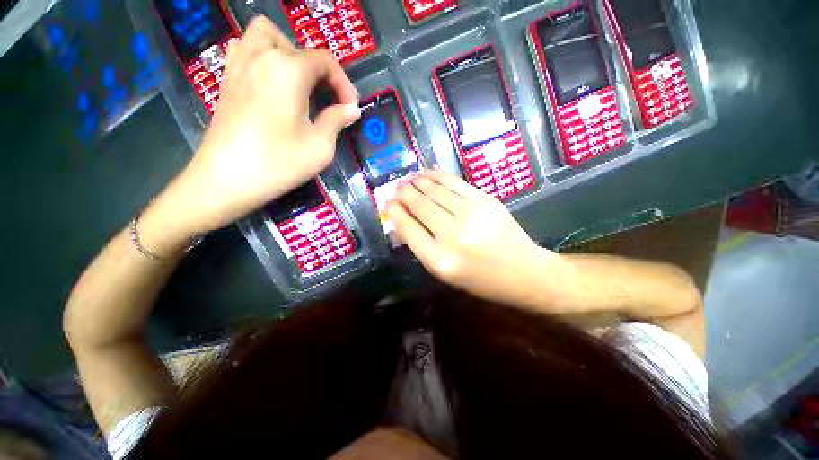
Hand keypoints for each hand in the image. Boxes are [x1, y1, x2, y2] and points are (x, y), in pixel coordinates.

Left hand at [151, 17, 360, 244]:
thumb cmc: (278, 163)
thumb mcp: (320, 147)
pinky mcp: (226, 79)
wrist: (227, 180)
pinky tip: (271, 83)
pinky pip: (244, 49)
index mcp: (288, 70)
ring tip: (298, 83)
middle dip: (319, 69)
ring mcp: (238, 65)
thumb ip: (337, 121)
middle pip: (297, 45)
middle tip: (326, 97)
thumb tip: (351, 109)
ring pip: (265, 35)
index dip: (344, 83)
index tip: (351, 108)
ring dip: (287, 52)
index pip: (325, 61)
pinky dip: (262, 56)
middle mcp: (262, 56)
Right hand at [386, 171, 562, 307]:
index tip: (388, 203)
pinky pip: (454, 182)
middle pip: (420, 205)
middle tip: (396, 186)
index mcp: (440, 260)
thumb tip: (402, 219)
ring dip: (417, 181)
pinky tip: (428, 173)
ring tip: (409, 179)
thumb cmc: (479, 279)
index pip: (408, 229)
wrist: (523, 271)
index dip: (395, 212)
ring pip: (435, 190)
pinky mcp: (485, 200)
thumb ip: (421, 246)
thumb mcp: (444, 272)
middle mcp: (453, 235)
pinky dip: (437, 175)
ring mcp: (471, 214)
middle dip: (404, 193)